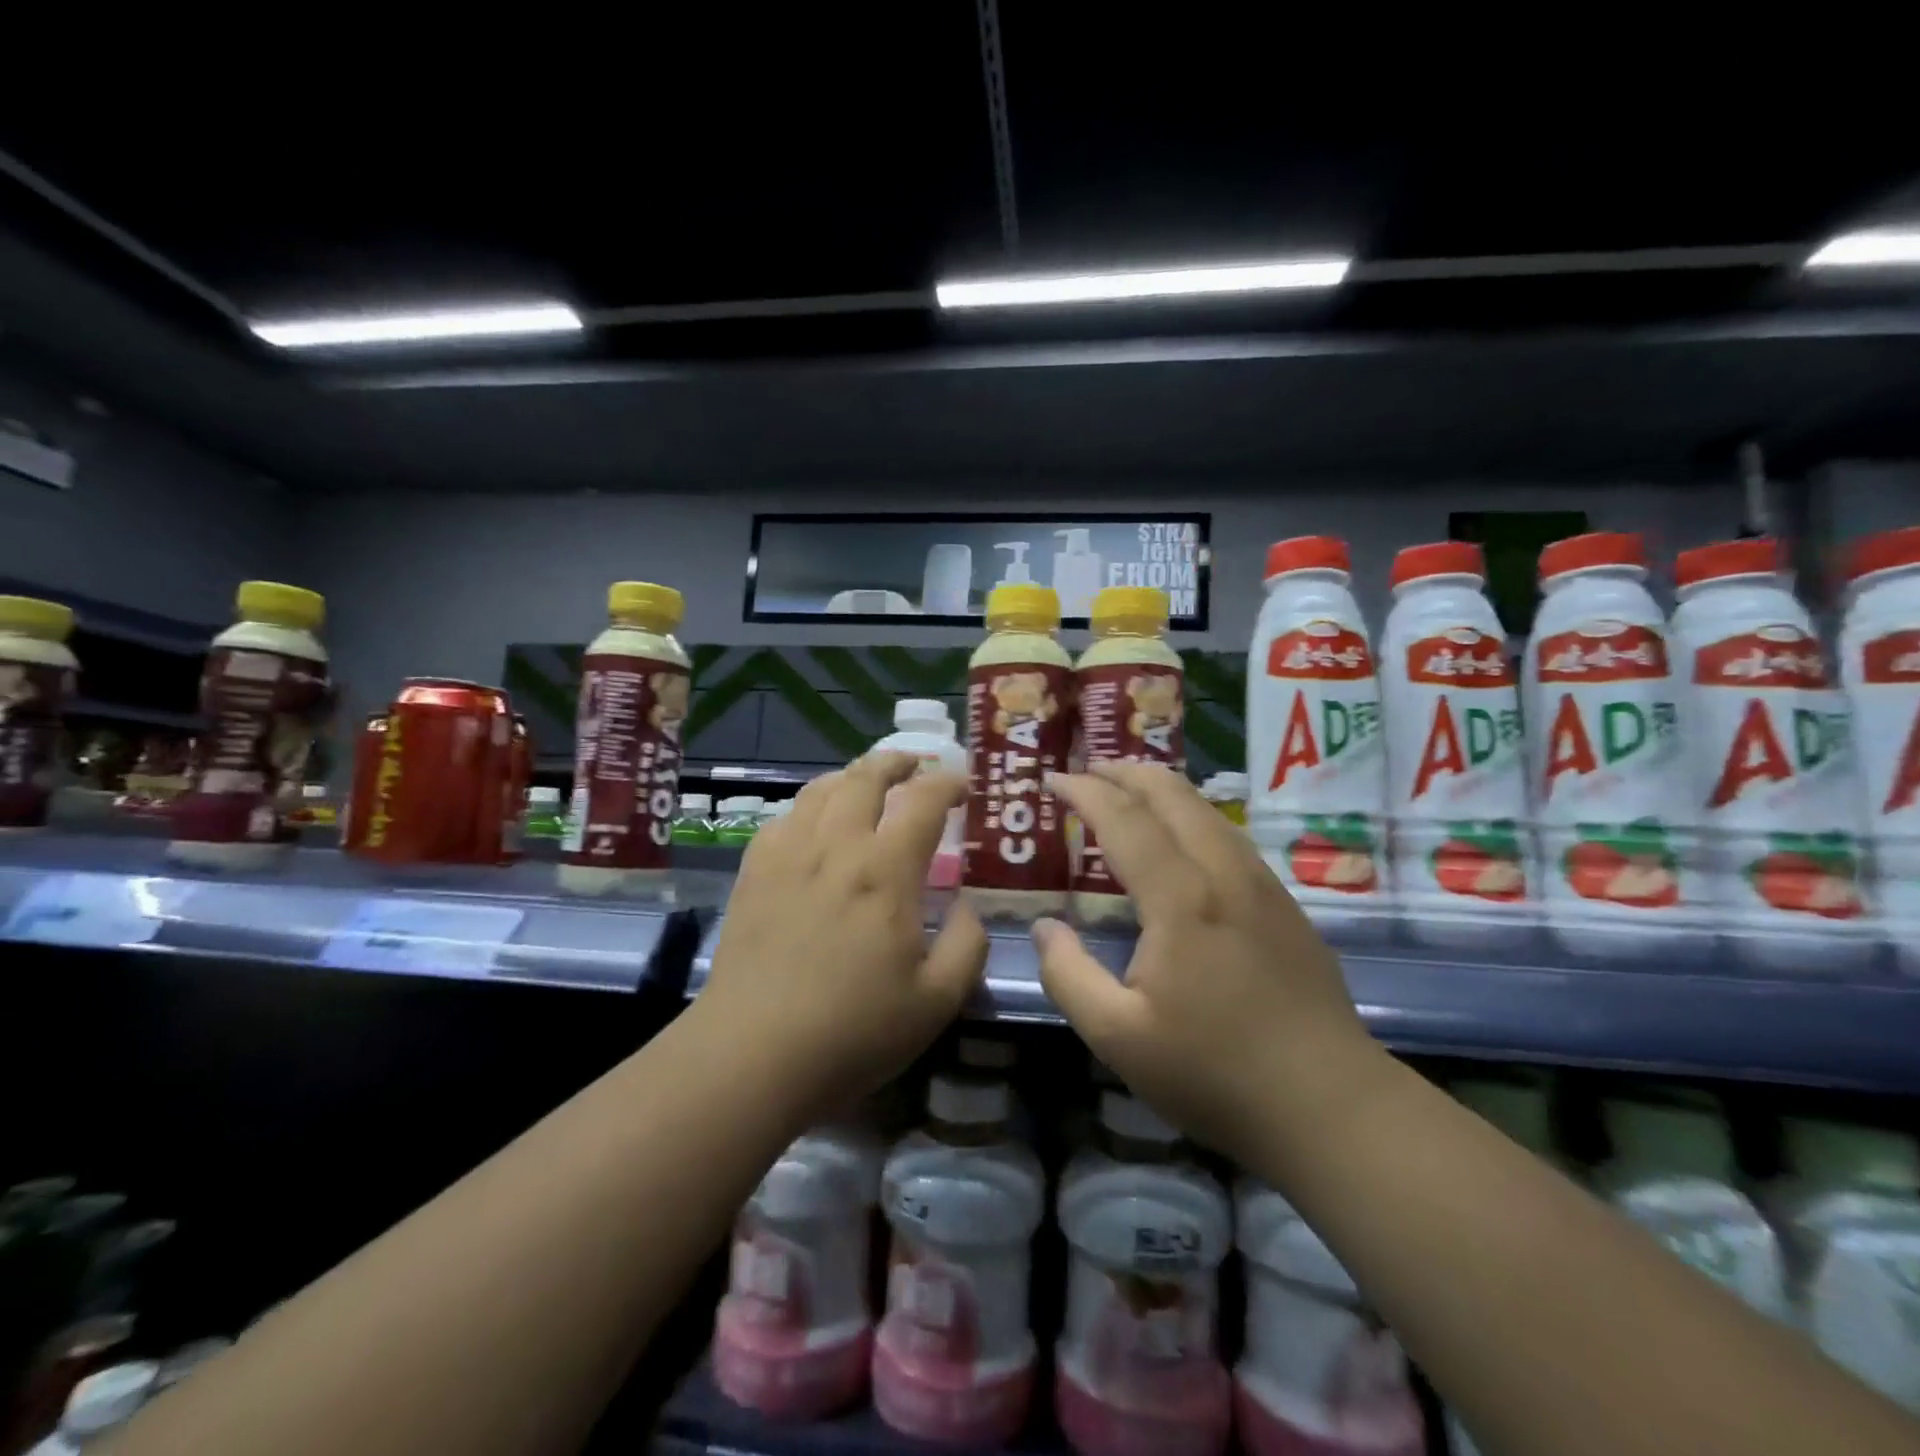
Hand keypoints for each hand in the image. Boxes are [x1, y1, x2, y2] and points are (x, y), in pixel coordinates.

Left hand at [696, 753, 986, 1124]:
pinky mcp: (754, 871)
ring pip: (822, 788)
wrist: (752, 1053)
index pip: (924, 799)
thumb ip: (967, 945)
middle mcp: (836, 845)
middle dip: (897, 761)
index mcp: (886, 869)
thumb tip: (968, 908)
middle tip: (916, 765)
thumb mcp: (937, 1000)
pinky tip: (815, 825)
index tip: (964, 786)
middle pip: (866, 776)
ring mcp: (788, 853)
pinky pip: (785, 817)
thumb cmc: (853, 1030)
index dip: (949, 782)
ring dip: (853, 776)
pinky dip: (811, 806)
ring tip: (868, 784)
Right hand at [1036, 763, 1386, 1164]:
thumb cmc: (1215, 1073)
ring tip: (1128, 792)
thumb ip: (1069, 975)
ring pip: (1207, 810)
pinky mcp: (1285, 905)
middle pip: (1173, 794)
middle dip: (1125, 772)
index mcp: (1181, 898)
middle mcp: (1224, 873)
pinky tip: (1182, 840)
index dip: (1085, 792)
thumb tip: (1045, 927)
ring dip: (1161, 790)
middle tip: (1087, 771)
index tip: (1053, 780)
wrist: (1331, 1107)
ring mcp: (1262, 885)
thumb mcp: (1118, 1037)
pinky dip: (1191, 816)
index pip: (1124, 819)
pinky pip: (1228, 836)